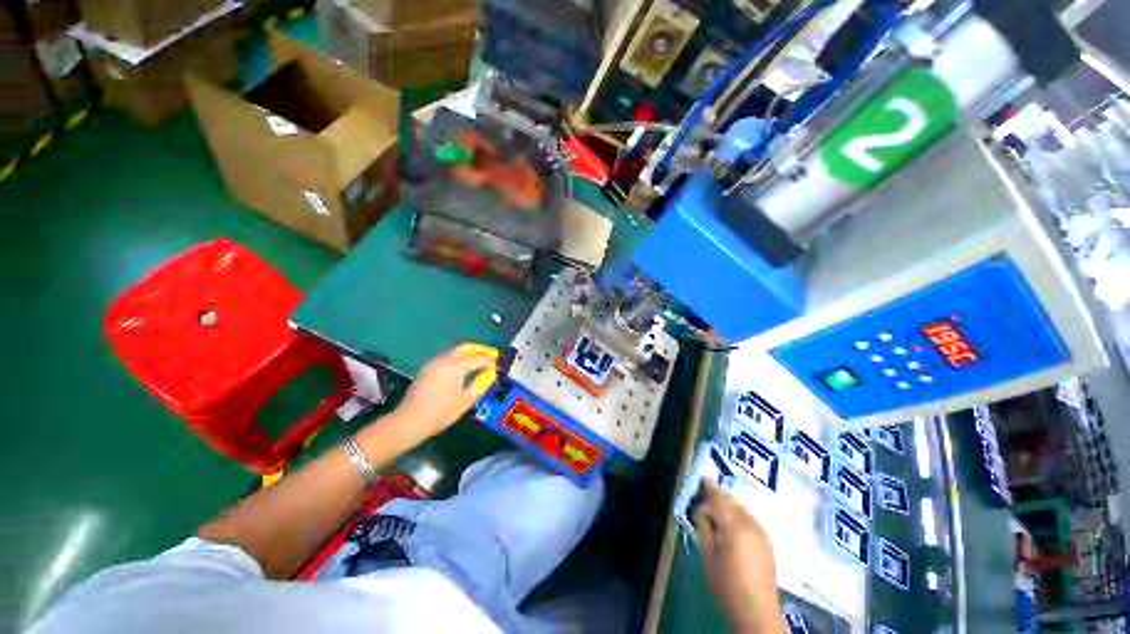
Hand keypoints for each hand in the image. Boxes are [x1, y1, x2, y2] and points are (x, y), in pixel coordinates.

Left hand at [391, 344, 498, 438]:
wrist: (408, 422)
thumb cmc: (439, 413)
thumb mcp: (465, 401)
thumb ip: (480, 385)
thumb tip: (489, 375)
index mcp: (454, 366)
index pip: (477, 358)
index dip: (489, 362)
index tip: (497, 368)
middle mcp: (443, 360)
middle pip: (466, 349)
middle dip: (480, 350)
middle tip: (492, 354)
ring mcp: (433, 363)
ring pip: (456, 351)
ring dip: (470, 353)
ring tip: (481, 358)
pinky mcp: (428, 369)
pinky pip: (448, 357)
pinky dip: (460, 357)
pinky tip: (465, 366)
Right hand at [693, 480, 786, 633]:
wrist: (757, 611)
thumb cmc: (727, 585)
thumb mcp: (708, 556)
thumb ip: (703, 527)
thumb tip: (700, 510)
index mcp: (734, 527)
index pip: (718, 498)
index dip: (707, 487)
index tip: (698, 479)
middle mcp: (750, 524)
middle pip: (731, 500)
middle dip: (716, 494)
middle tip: (702, 494)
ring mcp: (761, 531)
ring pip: (740, 507)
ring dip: (727, 503)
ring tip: (713, 509)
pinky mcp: (766, 540)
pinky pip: (748, 517)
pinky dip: (736, 513)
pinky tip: (729, 523)